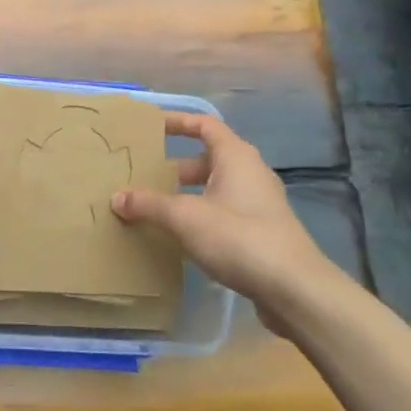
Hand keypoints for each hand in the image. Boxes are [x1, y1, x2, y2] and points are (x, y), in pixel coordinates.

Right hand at [111, 114, 337, 332]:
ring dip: (185, 195)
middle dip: (173, 167)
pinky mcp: (262, 232)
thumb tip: (116, 197)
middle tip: (142, 177)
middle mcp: (250, 172)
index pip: (204, 124)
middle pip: (206, 159)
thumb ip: (149, 205)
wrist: (294, 288)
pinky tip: (180, 238)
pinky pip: (223, 212)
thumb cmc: (238, 237)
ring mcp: (259, 203)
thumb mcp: (185, 217)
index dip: (176, 122)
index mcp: (235, 156)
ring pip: (214, 189)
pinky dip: (200, 217)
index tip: (149, 127)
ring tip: (154, 209)